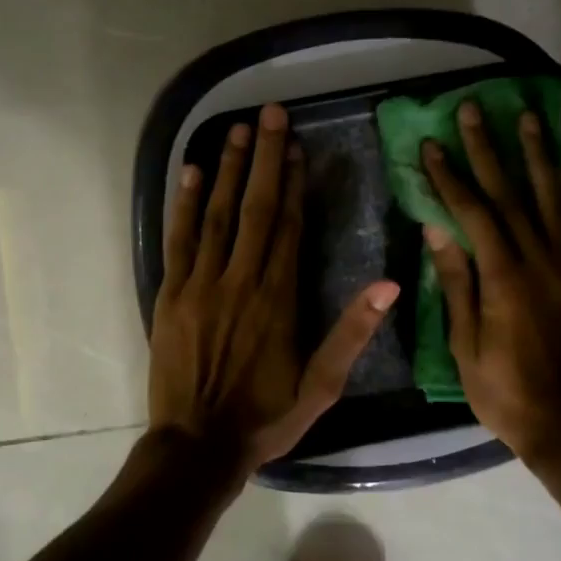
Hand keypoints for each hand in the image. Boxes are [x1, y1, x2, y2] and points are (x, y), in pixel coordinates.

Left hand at [151, 103, 398, 478]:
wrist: (197, 447)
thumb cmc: (265, 419)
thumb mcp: (321, 387)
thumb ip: (352, 334)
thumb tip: (389, 285)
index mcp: (278, 298)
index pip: (289, 226)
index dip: (295, 184)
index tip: (298, 147)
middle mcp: (240, 280)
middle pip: (256, 207)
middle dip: (265, 157)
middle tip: (270, 113)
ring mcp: (200, 284)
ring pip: (217, 214)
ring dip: (229, 169)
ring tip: (237, 129)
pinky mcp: (170, 295)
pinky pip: (178, 240)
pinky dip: (185, 204)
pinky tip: (193, 173)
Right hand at [422, 101, 560, 466]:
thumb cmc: (506, 392)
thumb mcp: (465, 345)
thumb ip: (457, 284)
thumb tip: (438, 231)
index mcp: (504, 277)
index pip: (472, 212)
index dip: (449, 176)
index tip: (431, 144)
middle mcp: (539, 259)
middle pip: (510, 192)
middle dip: (488, 148)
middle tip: (472, 110)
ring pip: (550, 197)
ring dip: (535, 154)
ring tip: (526, 118)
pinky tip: (560, 169)